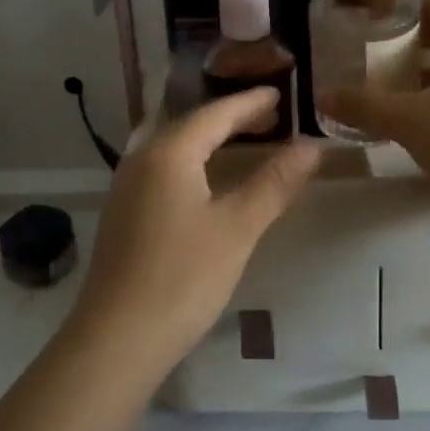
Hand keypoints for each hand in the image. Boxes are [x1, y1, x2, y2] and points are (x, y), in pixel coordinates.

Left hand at [69, 89, 319, 374]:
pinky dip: (190, 162)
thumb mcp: (237, 228)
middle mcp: (140, 158)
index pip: (215, 114)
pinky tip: (204, 180)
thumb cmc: (183, 276)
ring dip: (208, 140)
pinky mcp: (122, 213)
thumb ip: (275, 183)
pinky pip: (161, 170)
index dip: (249, 103)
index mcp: (168, 152)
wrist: (117, 337)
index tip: (280, 93)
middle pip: (191, 125)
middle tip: (269, 117)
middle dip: (230, 118)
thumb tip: (312, 146)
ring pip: (172, 147)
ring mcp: (125, 187)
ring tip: (242, 141)